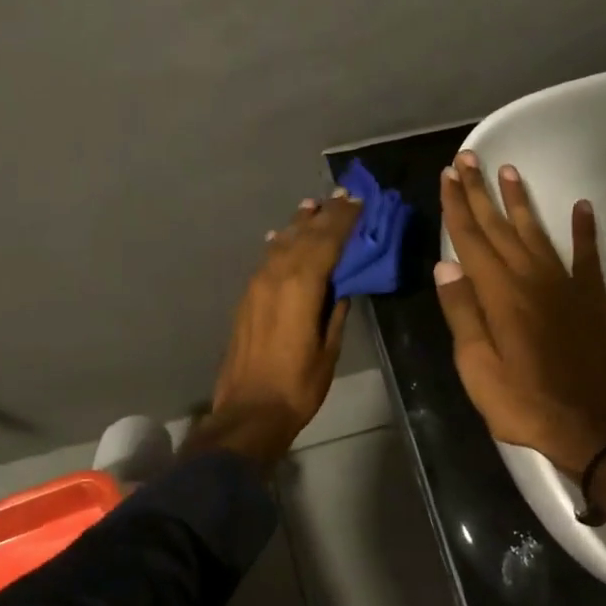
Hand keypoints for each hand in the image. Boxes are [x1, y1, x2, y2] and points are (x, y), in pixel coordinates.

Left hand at [196, 191, 362, 470]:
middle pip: (304, 236)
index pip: (327, 242)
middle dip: (325, 215)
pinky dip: (281, 243)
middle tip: (342, 195)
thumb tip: (342, 286)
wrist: (249, 410)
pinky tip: (283, 236)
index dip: (344, 220)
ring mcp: (257, 285)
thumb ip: (335, 311)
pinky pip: (267, 259)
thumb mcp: (328, 349)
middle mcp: (276, 277)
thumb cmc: (298, 385)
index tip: (358, 200)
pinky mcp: (247, 298)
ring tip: (313, 206)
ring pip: (282, 244)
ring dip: (300, 224)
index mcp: (301, 287)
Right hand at [434, 151, 605, 480]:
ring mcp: (565, 285)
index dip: (457, 206)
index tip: (447, 176)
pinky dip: (584, 230)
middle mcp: (531, 278)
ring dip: (521, 201)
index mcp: (499, 294)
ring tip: (509, 171)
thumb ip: (463, 313)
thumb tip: (445, 266)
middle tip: (468, 159)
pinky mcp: (593, 298)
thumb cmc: (524, 402)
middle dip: (480, 192)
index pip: (470, 240)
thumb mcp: (477, 367)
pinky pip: (587, 255)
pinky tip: (580, 207)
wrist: (591, 426)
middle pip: (499, 227)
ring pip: (537, 232)